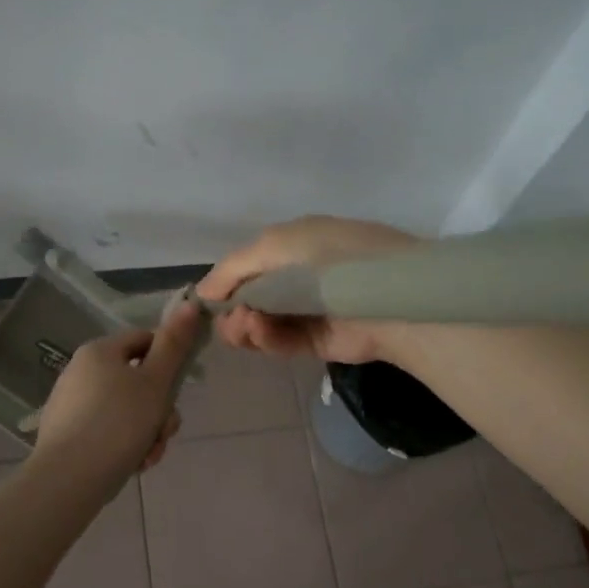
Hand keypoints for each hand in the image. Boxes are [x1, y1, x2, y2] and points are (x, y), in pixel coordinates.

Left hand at [32, 296, 200, 491]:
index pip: (144, 341)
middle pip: (138, 381)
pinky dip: (125, 445)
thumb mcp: (155, 382)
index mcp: (99, 351)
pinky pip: (108, 431)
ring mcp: (72, 404)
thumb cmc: (119, 423)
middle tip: (165, 432)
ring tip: (149, 455)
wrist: (69, 479)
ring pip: (127, 411)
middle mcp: (81, 371)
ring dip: (148, 432)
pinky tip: (132, 464)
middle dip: (159, 409)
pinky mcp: (68, 434)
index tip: (178, 390)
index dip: (168, 361)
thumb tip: (190, 304)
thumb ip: (174, 345)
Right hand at [198, 215, 422, 364]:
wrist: (386, 294)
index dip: (225, 285)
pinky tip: (258, 332)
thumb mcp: (275, 244)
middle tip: (228, 320)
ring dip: (245, 326)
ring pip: (262, 325)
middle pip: (251, 300)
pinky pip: (282, 342)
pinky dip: (266, 339)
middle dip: (233, 311)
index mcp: (294, 246)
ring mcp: (308, 311)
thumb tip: (202, 293)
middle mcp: (299, 278)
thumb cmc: (330, 257)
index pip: (248, 268)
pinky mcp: (318, 342)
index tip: (205, 303)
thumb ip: (233, 268)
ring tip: (246, 326)